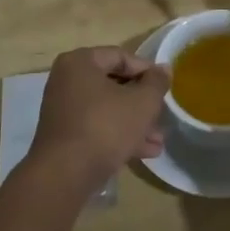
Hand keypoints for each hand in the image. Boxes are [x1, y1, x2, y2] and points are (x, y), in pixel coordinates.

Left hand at [30, 46, 169, 182]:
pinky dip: (119, 135)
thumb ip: (157, 82)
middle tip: (163, 114)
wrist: (66, 174)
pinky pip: (97, 127)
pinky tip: (146, 152)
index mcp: (80, 62)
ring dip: (135, 123)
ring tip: (159, 140)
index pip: (121, 56)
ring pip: (108, 109)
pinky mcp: (65, 136)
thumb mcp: (142, 102)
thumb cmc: (106, 126)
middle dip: (142, 103)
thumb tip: (164, 69)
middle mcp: (67, 81)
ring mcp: (63, 110)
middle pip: (114, 85)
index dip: (147, 71)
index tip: (165, 87)